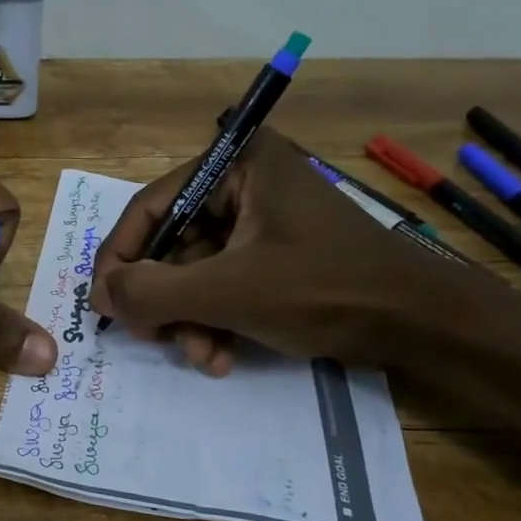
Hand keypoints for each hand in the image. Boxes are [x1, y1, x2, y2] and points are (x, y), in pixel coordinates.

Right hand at [90, 128, 453, 372]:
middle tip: (155, 340)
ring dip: (190, 319)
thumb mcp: (230, 291)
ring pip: (194, 271)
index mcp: (236, 164)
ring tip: (205, 357)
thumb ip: (153, 292)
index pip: (151, 207)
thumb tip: (98, 295)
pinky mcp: (273, 252)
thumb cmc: (325, 289)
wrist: (422, 323)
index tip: (102, 305)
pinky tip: (223, 355)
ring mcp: (260, 219)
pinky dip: (214, 319)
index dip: (119, 258)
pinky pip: (221, 282)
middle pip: (172, 244)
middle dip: (165, 301)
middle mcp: (243, 181)